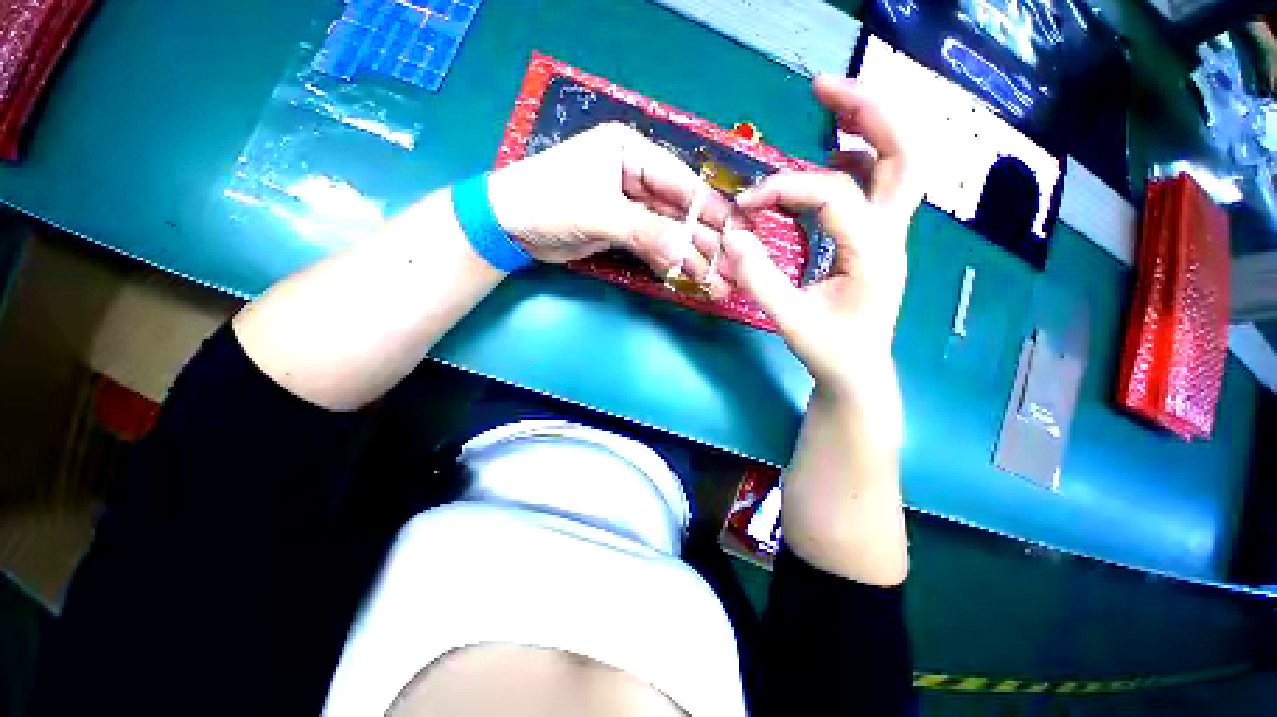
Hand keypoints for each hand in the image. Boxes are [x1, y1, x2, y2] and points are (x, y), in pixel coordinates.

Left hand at [488, 123, 733, 296]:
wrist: (508, 226)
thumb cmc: (548, 202)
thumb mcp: (599, 212)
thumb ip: (645, 231)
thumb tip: (684, 255)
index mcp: (631, 153)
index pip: (682, 182)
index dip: (713, 209)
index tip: (741, 232)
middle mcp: (635, 176)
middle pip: (679, 210)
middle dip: (706, 240)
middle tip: (731, 267)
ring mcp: (629, 206)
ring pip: (668, 232)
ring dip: (690, 257)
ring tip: (715, 281)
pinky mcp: (621, 230)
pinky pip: (652, 246)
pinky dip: (668, 262)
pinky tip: (687, 277)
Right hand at [719, 75, 922, 393]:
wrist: (857, 372)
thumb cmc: (828, 352)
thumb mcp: (788, 321)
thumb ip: (759, 280)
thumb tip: (732, 237)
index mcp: (873, 255)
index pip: (832, 195)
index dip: (784, 189)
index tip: (745, 206)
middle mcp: (892, 236)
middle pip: (904, 153)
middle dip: (868, 111)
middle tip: (823, 88)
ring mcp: (890, 236)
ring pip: (899, 163)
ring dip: (869, 126)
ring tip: (829, 106)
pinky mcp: (878, 240)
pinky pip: (879, 186)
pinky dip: (858, 160)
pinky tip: (831, 157)